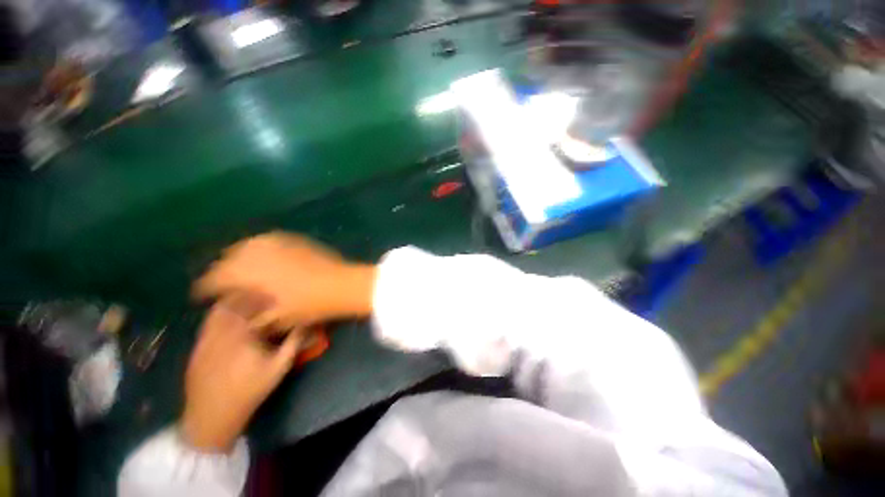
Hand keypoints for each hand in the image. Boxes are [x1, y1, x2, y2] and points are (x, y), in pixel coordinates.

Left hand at [181, 296, 302, 451]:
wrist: (212, 415)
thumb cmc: (250, 390)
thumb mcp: (279, 368)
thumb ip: (294, 343)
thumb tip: (306, 323)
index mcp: (244, 334)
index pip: (254, 304)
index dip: (264, 294)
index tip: (275, 290)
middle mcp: (222, 331)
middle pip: (234, 302)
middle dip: (248, 294)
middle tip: (261, 292)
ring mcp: (206, 338)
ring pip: (218, 310)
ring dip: (233, 301)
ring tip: (246, 300)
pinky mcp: (197, 346)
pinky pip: (208, 322)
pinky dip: (219, 314)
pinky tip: (229, 317)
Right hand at [193, 232, 376, 330]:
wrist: (343, 284)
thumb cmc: (309, 305)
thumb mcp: (276, 318)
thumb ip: (252, 315)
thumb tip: (237, 312)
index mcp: (248, 272)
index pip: (215, 278)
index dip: (205, 287)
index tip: (200, 295)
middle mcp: (258, 252)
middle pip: (228, 258)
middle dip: (222, 270)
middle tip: (222, 283)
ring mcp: (278, 242)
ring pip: (247, 245)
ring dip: (239, 256)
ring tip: (241, 269)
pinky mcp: (294, 238)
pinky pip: (268, 240)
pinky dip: (260, 248)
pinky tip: (264, 256)